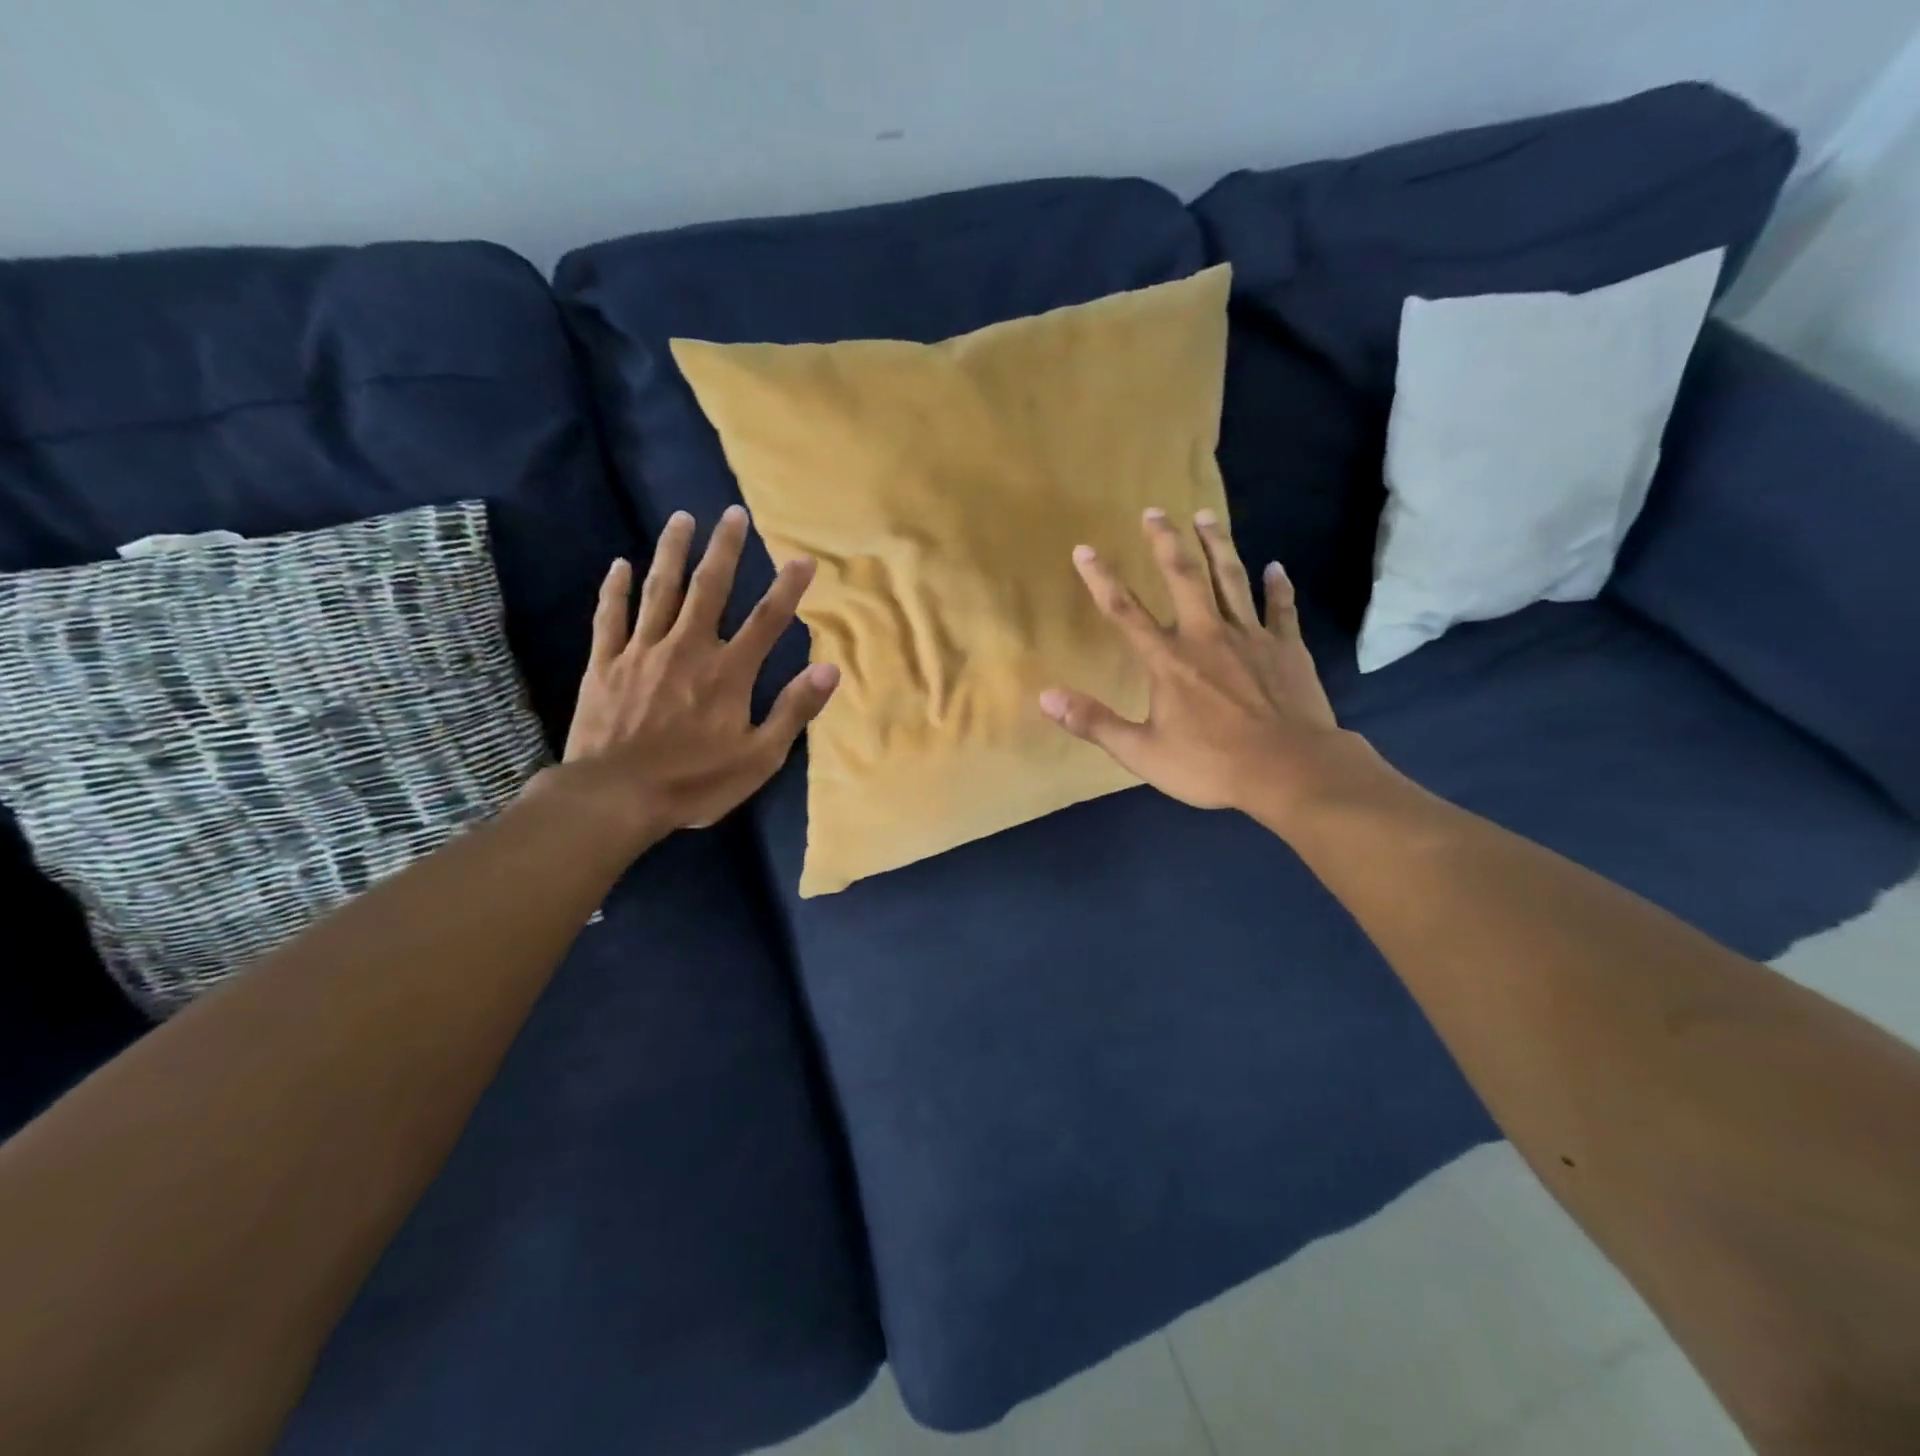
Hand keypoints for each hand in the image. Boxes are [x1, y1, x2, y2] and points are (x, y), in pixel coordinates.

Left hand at [556, 505, 838, 840]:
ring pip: (660, 591)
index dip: (788, 588)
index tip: (804, 559)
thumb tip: (829, 669)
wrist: (615, 798)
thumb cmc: (695, 782)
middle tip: (733, 513)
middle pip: (710, 589)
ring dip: (672, 552)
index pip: (767, 620)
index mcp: (728, 672)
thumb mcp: (759, 757)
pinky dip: (615, 589)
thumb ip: (793, 710)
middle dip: (725, 549)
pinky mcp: (606, 664)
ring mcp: (642, 652)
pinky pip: (611, 617)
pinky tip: (619, 564)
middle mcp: (687, 648)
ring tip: (681, 518)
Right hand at [1039, 507, 1379, 828]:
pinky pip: (1281, 609)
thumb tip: (1045, 697)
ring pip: (1230, 580)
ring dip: (1217, 545)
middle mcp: (1206, 636)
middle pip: (1183, 578)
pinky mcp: (1287, 648)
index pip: (1125, 611)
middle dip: (1165, 543)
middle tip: (1155, 511)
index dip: (1101, 578)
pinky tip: (1278, 567)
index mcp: (1168, 661)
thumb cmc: (1211, 765)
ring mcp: (1250, 638)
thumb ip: (1094, 722)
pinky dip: (1279, 587)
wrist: (1290, 770)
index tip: (1084, 548)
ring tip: (1206, 515)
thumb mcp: (1142, 752)